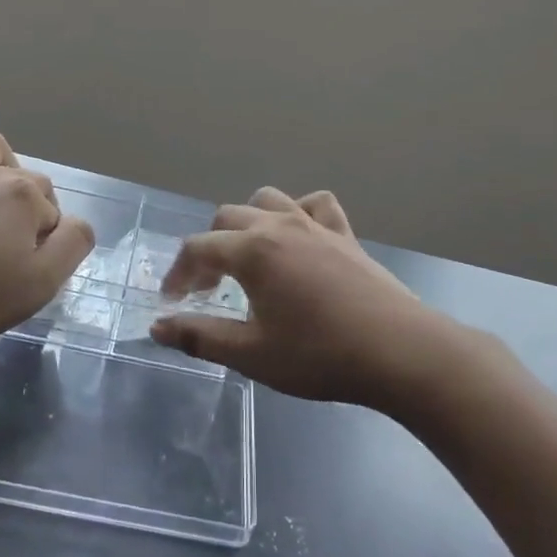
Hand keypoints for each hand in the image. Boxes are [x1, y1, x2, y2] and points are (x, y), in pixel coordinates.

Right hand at [151, 187, 446, 410]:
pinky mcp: (345, 234)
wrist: (398, 351)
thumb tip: (157, 327)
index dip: (179, 273)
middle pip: (228, 217)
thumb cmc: (319, 355)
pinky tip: (299, 238)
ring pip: (268, 201)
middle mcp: (280, 225)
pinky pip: (315, 205)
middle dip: (209, 249)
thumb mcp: (252, 354)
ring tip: (249, 257)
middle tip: (209, 290)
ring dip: (248, 223)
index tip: (173, 301)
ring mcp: (316, 225)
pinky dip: (298, 213)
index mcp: (253, 250)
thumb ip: (201, 336)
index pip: (199, 248)